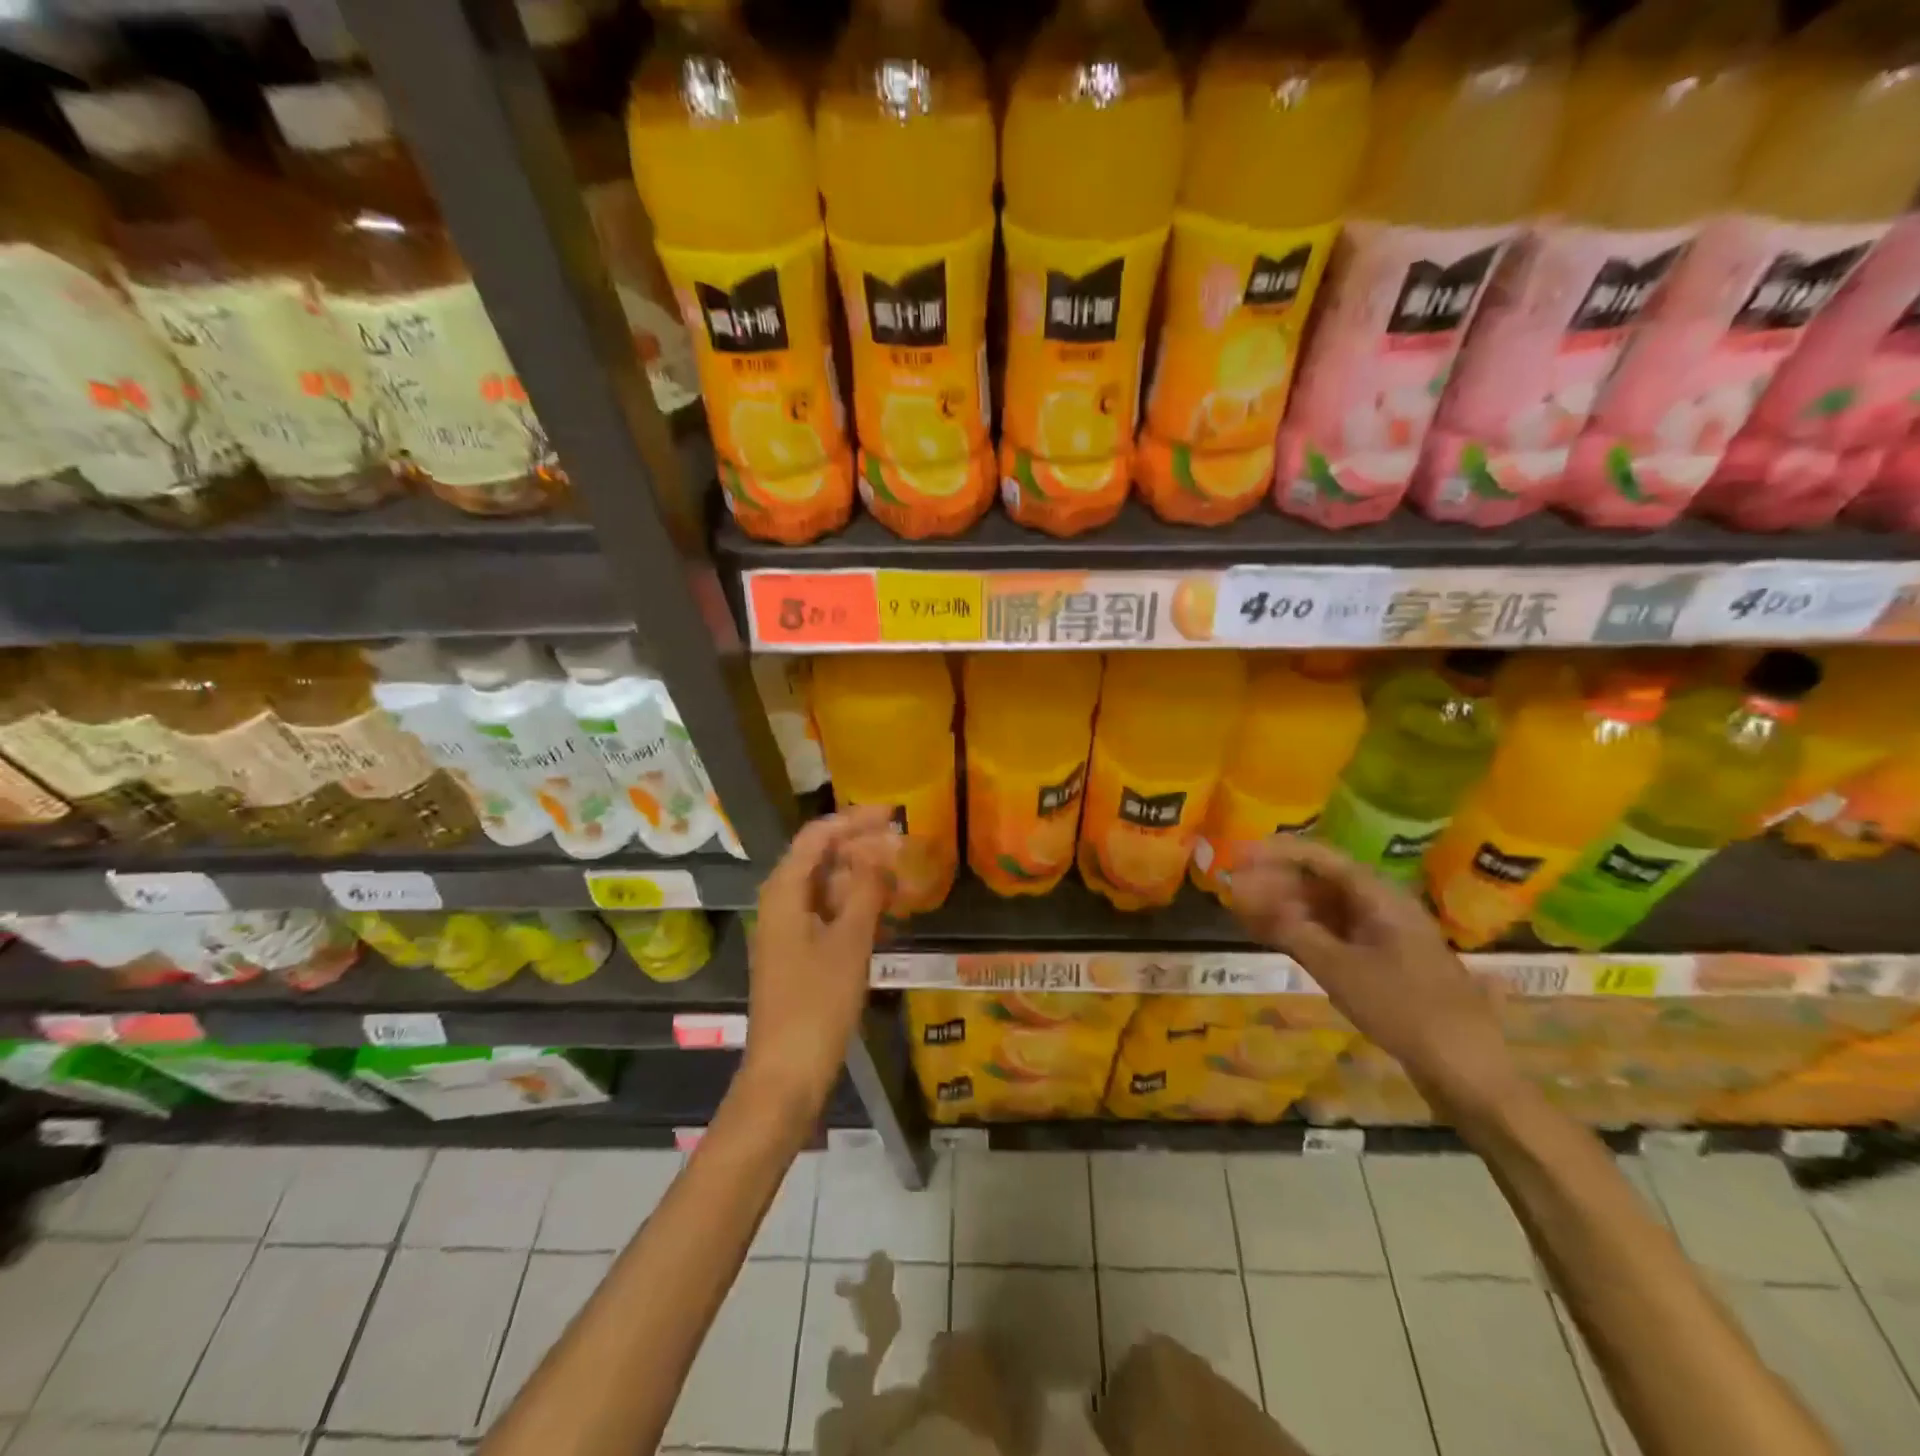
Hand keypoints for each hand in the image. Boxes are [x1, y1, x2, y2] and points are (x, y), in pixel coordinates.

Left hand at [741, 807, 898, 1109]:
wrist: (786, 1073)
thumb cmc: (817, 1003)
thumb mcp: (849, 941)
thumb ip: (867, 889)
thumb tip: (884, 847)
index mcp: (784, 892)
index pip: (818, 836)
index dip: (854, 820)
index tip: (893, 814)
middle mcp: (781, 903)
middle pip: (821, 858)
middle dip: (861, 847)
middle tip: (904, 845)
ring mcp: (788, 930)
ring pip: (826, 887)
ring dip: (862, 877)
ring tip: (902, 875)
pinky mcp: (799, 954)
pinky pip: (828, 914)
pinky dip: (855, 906)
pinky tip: (885, 912)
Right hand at [1230, 836, 1518, 1109]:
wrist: (1466, 1071)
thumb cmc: (1404, 1010)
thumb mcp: (1340, 970)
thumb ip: (1292, 930)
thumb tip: (1250, 897)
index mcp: (1379, 897)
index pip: (1320, 858)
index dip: (1277, 852)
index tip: (1239, 854)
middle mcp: (1380, 907)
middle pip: (1319, 880)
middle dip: (1274, 880)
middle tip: (1232, 886)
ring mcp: (1382, 935)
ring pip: (1323, 908)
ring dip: (1283, 906)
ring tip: (1242, 909)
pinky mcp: (1379, 961)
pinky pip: (1332, 933)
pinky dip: (1301, 931)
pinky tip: (1271, 935)